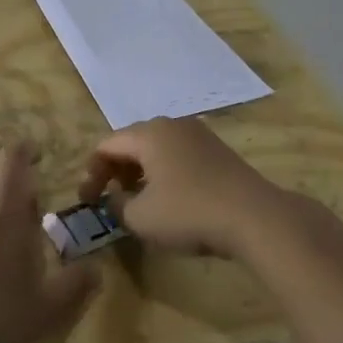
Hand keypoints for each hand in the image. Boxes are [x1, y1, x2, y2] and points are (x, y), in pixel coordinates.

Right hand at [78, 116, 285, 258]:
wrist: (255, 216)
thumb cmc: (189, 212)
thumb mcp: (141, 217)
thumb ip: (117, 205)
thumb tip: (115, 198)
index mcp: (148, 133)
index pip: (106, 145)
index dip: (92, 173)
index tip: (88, 202)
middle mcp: (172, 124)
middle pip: (131, 142)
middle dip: (115, 170)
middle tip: (110, 199)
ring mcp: (198, 134)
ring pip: (157, 148)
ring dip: (140, 172)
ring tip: (138, 201)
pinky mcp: (218, 150)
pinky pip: (178, 155)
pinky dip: (164, 172)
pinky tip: (169, 199)